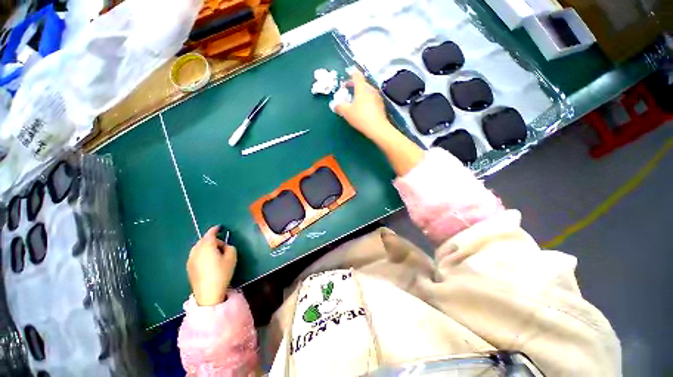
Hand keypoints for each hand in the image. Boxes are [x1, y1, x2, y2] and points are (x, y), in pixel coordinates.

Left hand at [186, 226, 236, 305]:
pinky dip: (202, 253)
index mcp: (207, 246)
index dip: (215, 229)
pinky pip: (196, 254)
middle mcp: (196, 250)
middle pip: (204, 240)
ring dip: (206, 247)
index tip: (219, 227)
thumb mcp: (232, 257)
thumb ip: (230, 247)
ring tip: (215, 254)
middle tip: (222, 246)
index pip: (210, 234)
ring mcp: (191, 259)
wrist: (208, 292)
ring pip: (199, 247)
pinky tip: (208, 261)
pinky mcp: (189, 267)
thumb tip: (225, 246)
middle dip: (212, 240)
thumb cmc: (221, 273)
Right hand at [335, 69, 389, 138]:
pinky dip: (366, 100)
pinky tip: (363, 109)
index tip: (347, 75)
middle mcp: (371, 90)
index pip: (357, 75)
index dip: (351, 73)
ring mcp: (377, 97)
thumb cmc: (361, 117)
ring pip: (367, 91)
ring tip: (355, 101)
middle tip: (348, 91)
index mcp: (362, 88)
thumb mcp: (346, 113)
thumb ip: (339, 107)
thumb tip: (335, 105)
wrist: (377, 128)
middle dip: (354, 86)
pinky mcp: (381, 105)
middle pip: (362, 83)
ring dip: (361, 94)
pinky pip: (372, 99)